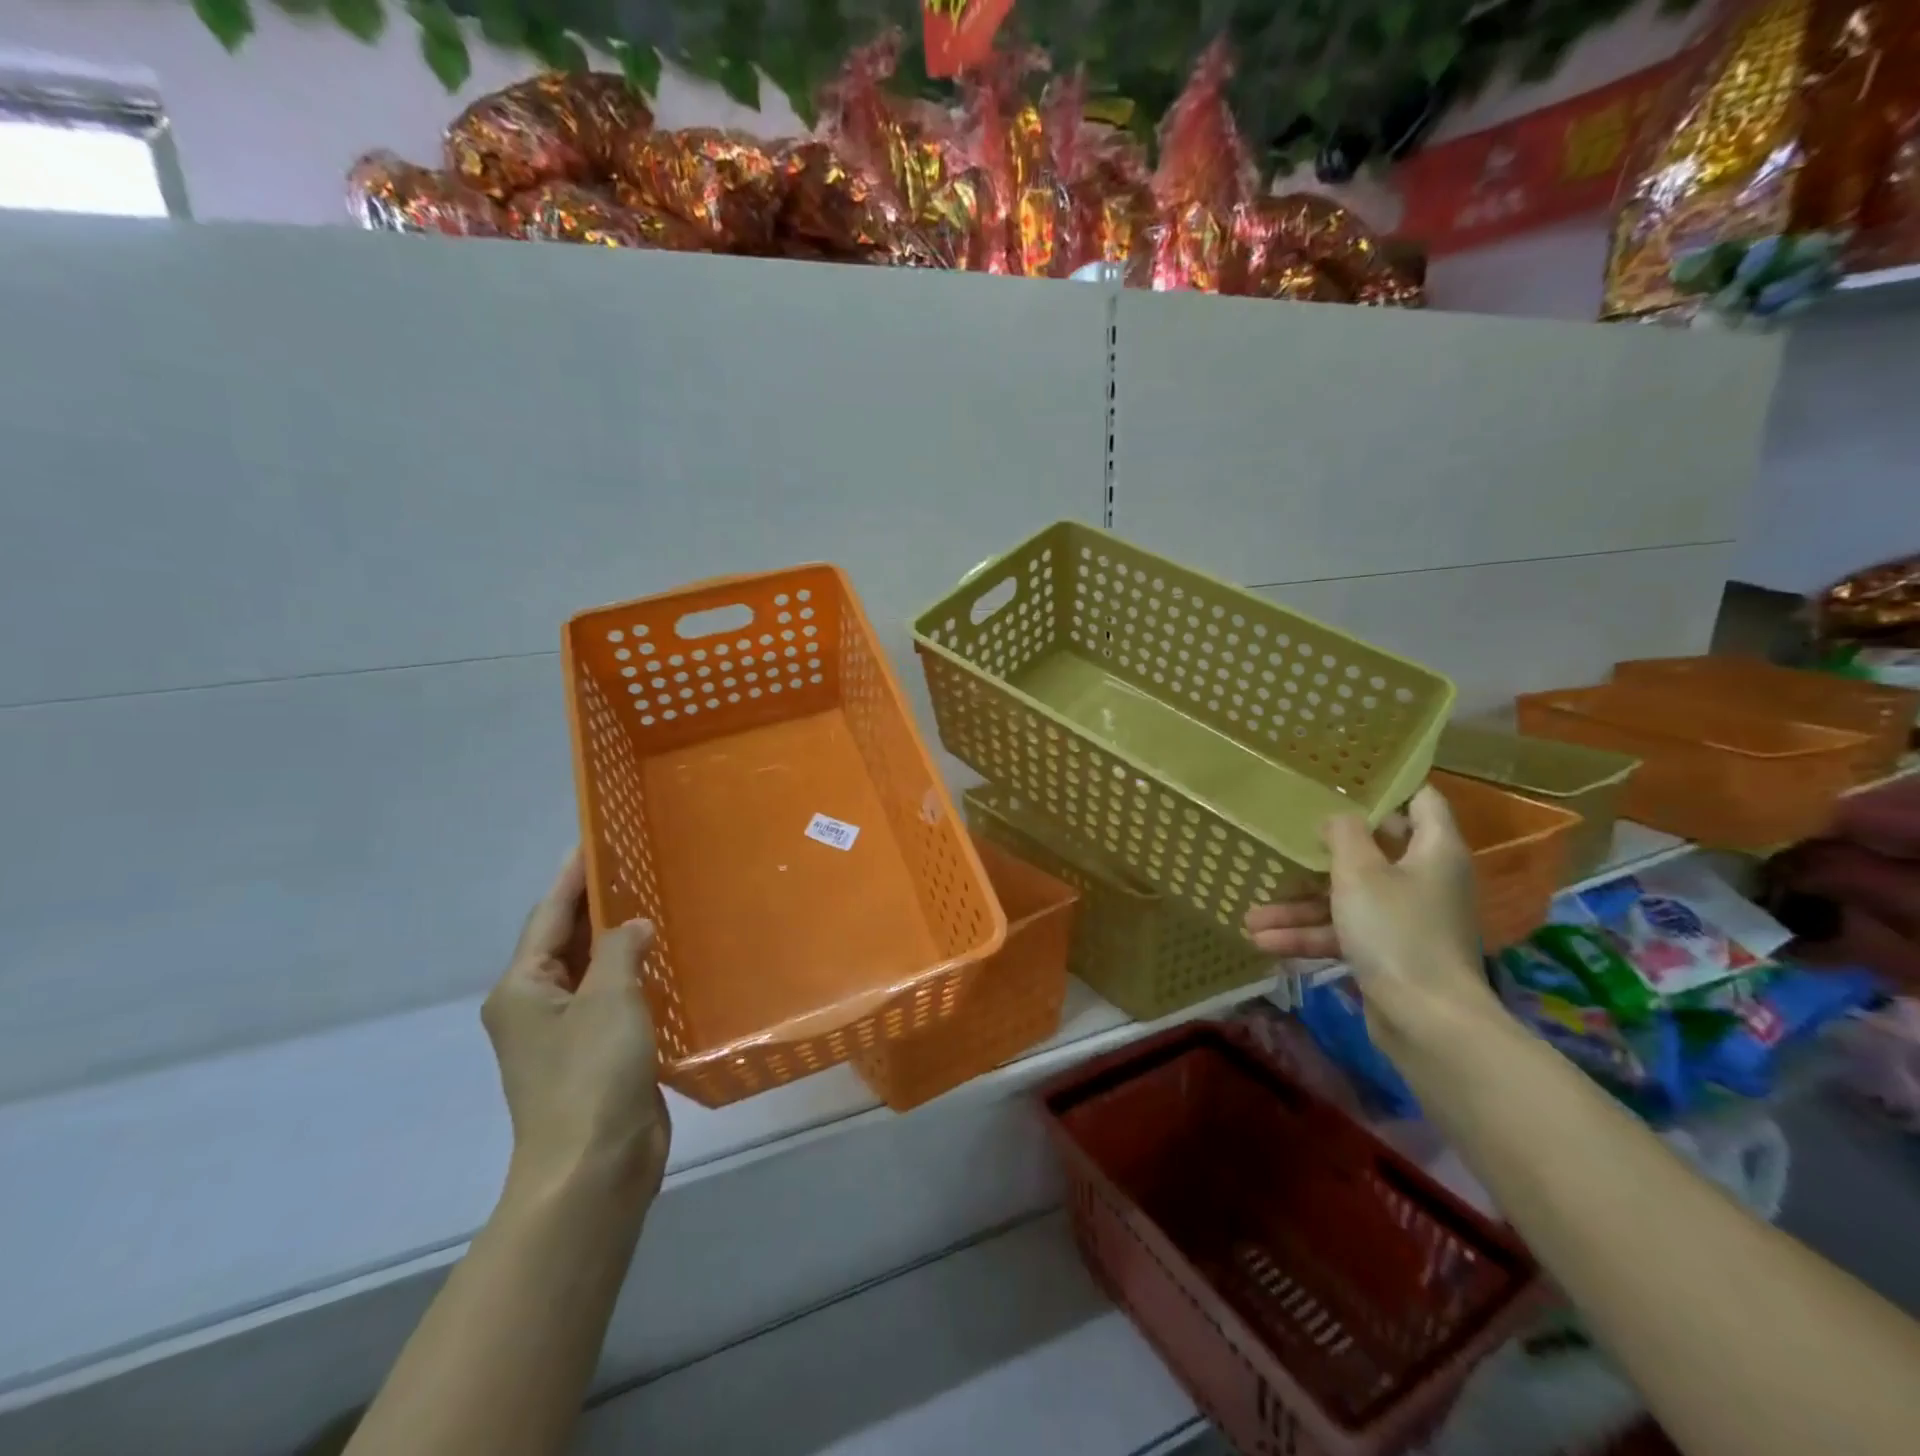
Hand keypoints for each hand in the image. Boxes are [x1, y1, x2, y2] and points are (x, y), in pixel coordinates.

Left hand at [482, 850, 671, 1217]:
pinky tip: (667, 960)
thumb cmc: (591, 1075)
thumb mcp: (608, 999)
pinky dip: (636, 975)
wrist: (594, 1169)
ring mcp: (566, 1034)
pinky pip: (615, 998)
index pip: (548, 915)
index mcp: (522, 988)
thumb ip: (620, 949)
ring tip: (657, 902)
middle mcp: (536, 1005)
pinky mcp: (598, 1054)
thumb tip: (634, 927)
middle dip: (598, 904)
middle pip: (566, 940)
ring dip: (620, 940)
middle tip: (637, 863)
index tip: (593, 838)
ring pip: (594, 970)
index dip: (572, 875)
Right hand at [1244, 785, 1496, 1047]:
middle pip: (1372, 852)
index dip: (1387, 787)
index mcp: (1433, 851)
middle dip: (1320, 854)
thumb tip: (1337, 816)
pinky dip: (1310, 937)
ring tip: (1251, 915)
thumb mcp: (1360, 872)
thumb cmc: (1396, 931)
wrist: (1427, 1022)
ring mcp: (1407, 919)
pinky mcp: (1390, 954)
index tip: (1342, 780)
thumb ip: (1344, 834)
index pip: (1421, 800)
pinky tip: (1264, 943)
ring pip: (1347, 899)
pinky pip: (1344, 934)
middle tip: (1284, 839)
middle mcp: (1425, 880)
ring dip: (1300, 907)